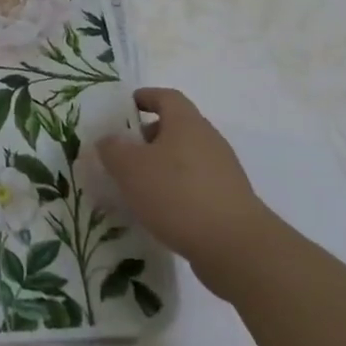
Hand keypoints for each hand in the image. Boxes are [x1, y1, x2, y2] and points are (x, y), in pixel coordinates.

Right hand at [95, 88, 276, 297]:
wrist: (236, 248)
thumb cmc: (178, 194)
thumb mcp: (130, 168)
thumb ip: (113, 149)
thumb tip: (109, 140)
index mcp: (187, 123)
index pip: (167, 97)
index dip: (146, 97)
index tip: (126, 107)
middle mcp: (209, 141)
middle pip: (177, 128)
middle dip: (149, 137)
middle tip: (125, 152)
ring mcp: (224, 172)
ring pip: (186, 158)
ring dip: (162, 166)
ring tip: (138, 186)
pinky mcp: (230, 202)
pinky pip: (196, 185)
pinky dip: (177, 190)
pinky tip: (161, 211)